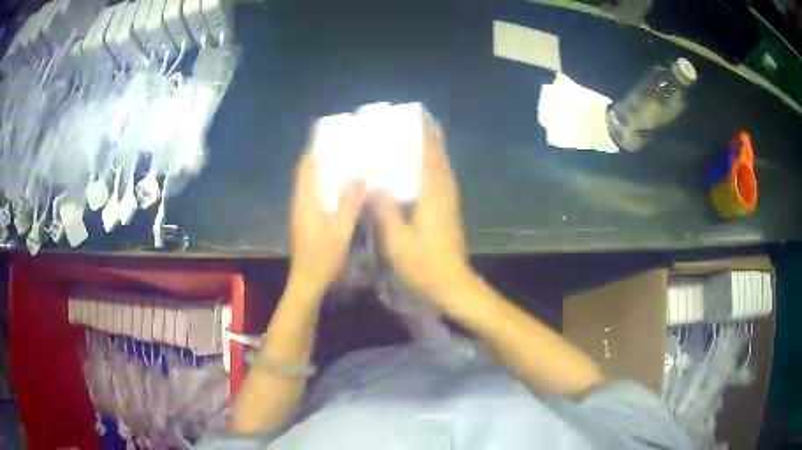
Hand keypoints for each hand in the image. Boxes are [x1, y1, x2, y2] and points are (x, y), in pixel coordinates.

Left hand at [288, 152, 365, 298]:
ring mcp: (300, 216)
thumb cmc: (323, 256)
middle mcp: (298, 205)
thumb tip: (360, 177)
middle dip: (321, 163)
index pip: (304, 169)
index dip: (313, 153)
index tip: (328, 141)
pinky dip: (324, 193)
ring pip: (309, 189)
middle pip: (306, 176)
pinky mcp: (303, 225)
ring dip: (323, 178)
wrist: (307, 282)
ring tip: (345, 170)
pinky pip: (312, 201)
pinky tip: (340, 197)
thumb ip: (350, 203)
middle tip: (343, 154)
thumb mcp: (341, 229)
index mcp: (304, 202)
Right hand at [371, 125, 469, 305]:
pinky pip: (443, 182)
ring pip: (443, 170)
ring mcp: (449, 205)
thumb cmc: (423, 265)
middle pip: (440, 159)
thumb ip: (385, 210)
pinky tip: (424, 172)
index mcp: (432, 197)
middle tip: (418, 121)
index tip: (418, 116)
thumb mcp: (397, 241)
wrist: (452, 286)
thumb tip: (373, 183)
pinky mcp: (449, 215)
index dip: (425, 135)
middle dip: (432, 138)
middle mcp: (444, 195)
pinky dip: (436, 169)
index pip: (430, 157)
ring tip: (421, 138)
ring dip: (435, 151)